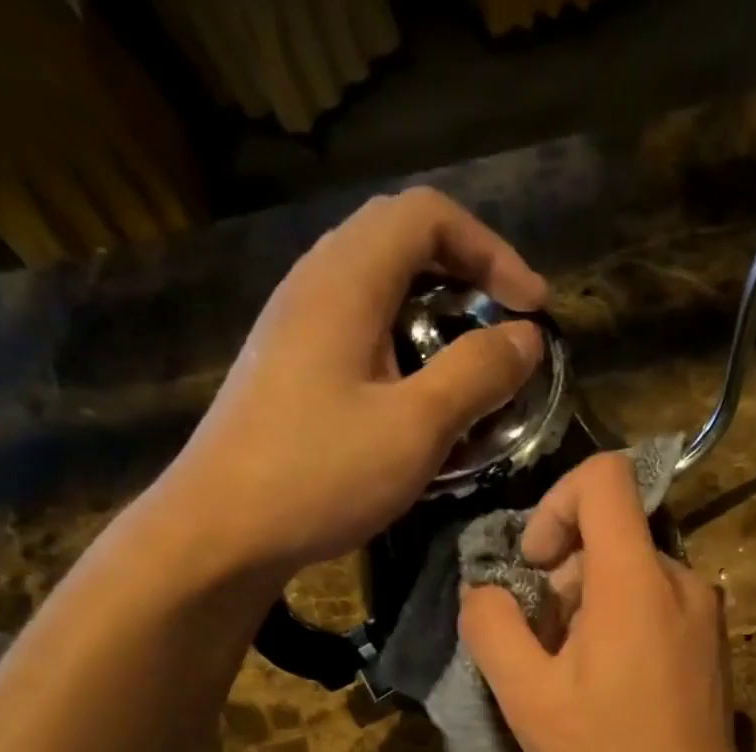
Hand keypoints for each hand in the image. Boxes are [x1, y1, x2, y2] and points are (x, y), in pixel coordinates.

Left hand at [165, 187, 546, 575]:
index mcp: (346, 280)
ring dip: (438, 319)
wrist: (222, 530)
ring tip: (474, 371)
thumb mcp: (415, 427)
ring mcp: (297, 327)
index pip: (428, 216)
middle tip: (508, 335)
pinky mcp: (292, 369)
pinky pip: (362, 333)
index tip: (533, 311)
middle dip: (469, 280)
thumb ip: (476, 374)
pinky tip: (421, 404)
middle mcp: (316, 285)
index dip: (493, 252)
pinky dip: (407, 351)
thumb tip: (527, 338)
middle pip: (403, 244)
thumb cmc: (320, 474)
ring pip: (382, 292)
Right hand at [459, 453, 755, 751]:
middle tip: (543, 648)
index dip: (555, 504)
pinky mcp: (711, 641)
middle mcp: (681, 580)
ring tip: (572, 676)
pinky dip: (619, 624)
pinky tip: (607, 687)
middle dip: (562, 579)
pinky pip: (654, 604)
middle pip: (610, 535)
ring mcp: (704, 612)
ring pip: (629, 573)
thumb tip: (485, 589)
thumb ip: (493, 626)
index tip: (536, 567)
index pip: (604, 478)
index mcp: (636, 581)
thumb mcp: (527, 697)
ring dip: (587, 608)